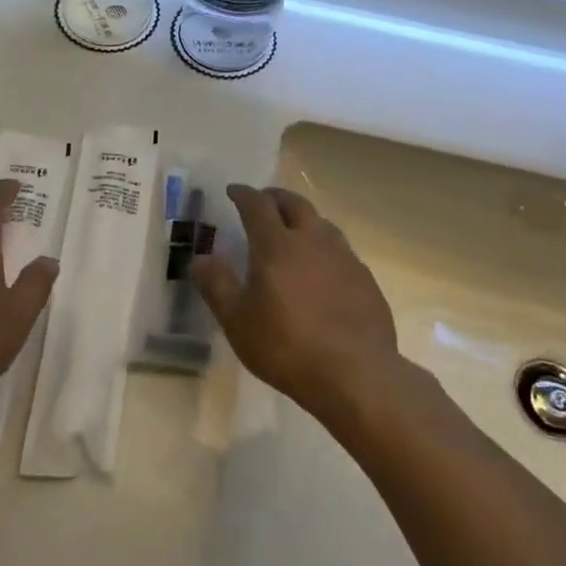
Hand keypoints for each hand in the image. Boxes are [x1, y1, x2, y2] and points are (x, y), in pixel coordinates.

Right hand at [190, 184, 399, 421]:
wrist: (356, 374)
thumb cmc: (287, 347)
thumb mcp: (238, 321)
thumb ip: (217, 285)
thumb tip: (200, 258)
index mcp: (276, 245)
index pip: (257, 204)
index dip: (243, 194)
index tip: (234, 191)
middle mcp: (312, 240)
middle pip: (294, 203)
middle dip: (275, 197)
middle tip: (263, 201)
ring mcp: (343, 257)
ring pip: (321, 223)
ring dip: (303, 218)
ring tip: (293, 230)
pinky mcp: (365, 278)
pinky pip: (340, 249)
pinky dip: (324, 246)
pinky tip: (322, 268)